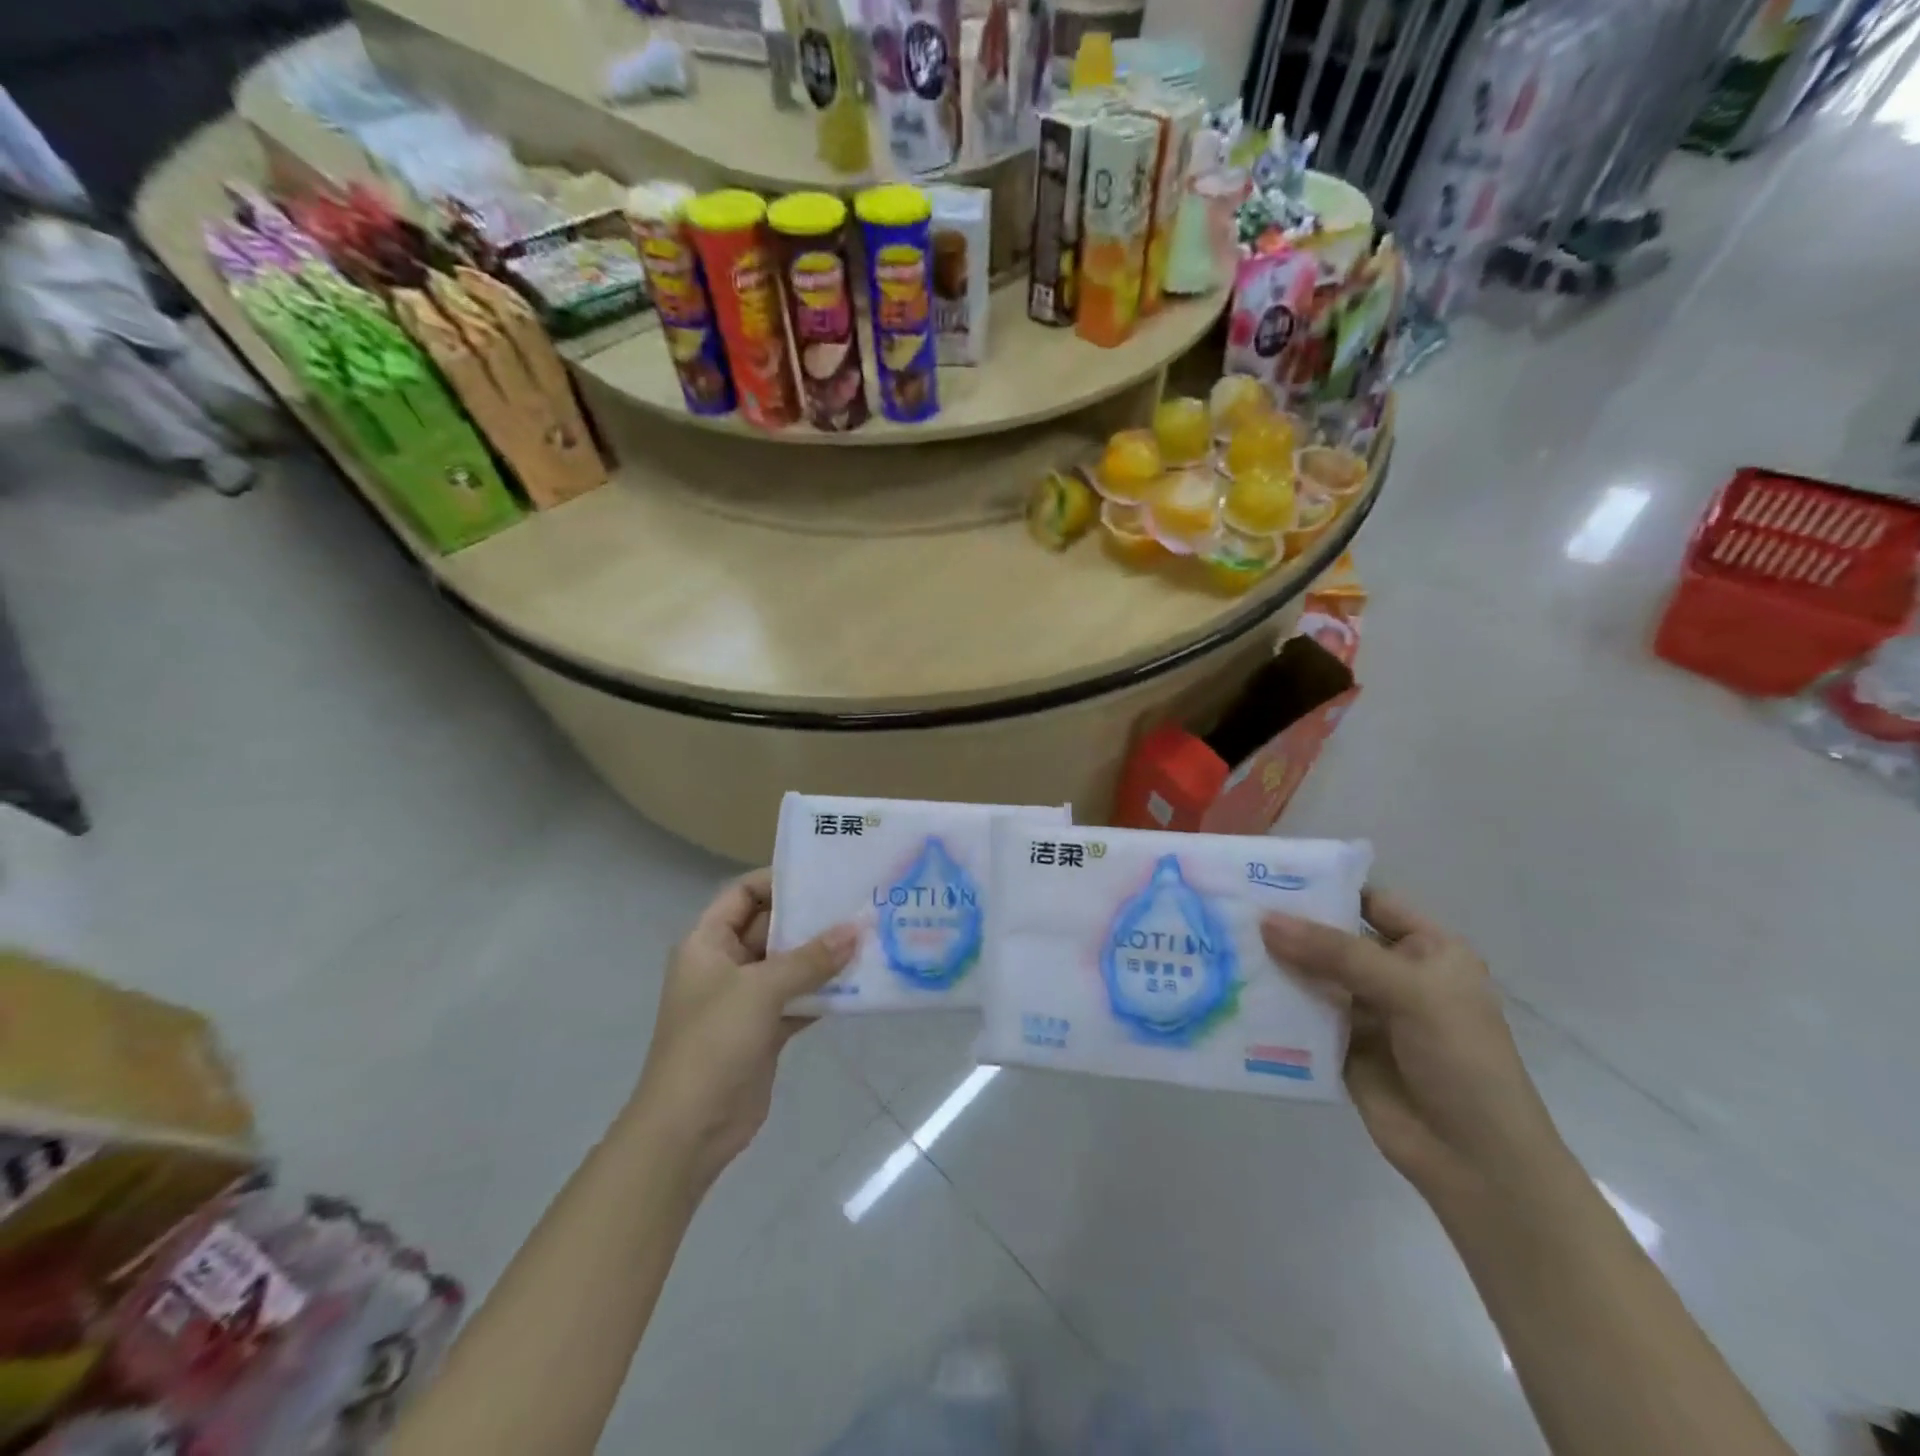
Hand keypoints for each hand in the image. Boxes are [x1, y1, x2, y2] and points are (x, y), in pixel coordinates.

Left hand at [633, 870, 857, 1193]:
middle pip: (771, 928)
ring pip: (789, 965)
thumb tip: (855, 930)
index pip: (742, 894)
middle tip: (858, 904)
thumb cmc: (713, 1043)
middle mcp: (726, 965)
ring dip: (823, 956)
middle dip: (811, 919)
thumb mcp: (760, 990)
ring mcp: (746, 1000)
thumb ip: (809, 959)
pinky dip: (824, 992)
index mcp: (708, 943)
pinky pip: (799, 999)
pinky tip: (860, 982)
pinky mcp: (765, 1030)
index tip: (823, 876)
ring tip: (869, 937)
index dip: (778, 881)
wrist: (689, 1129)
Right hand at [1261, 888, 1564, 1205]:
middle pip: (1334, 938)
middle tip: (1232, 906)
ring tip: (1223, 941)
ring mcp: (1366, 1011)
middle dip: (1290, 925)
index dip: (1326, 887)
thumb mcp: (1409, 992)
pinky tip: (1235, 987)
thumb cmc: (1461, 1060)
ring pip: (1313, 975)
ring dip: (1276, 962)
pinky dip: (1274, 1002)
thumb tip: (1265, 920)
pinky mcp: (1340, 1045)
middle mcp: (1395, 974)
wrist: (1476, 1163)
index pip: (1371, 902)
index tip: (1269, 875)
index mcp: (1428, 951)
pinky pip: (1302, 1014)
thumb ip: (1336, 953)